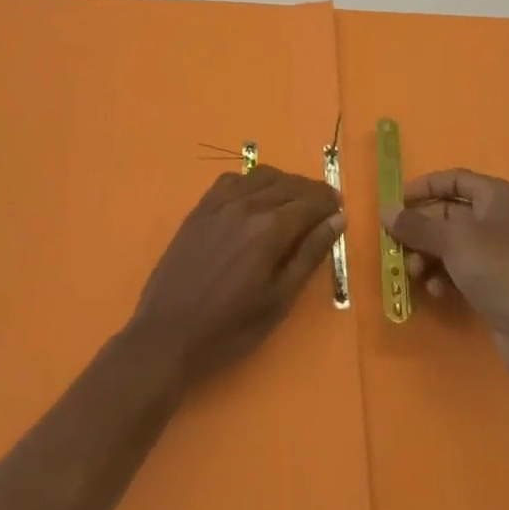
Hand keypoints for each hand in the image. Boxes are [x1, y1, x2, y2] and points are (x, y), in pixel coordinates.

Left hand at [129, 165, 344, 385]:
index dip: (328, 203)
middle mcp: (247, 205)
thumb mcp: (278, 301)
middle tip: (326, 204)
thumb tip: (337, 221)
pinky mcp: (200, 208)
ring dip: (285, 182)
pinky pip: (232, 180)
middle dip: (312, 191)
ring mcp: (220, 203)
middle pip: (288, 184)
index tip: (341, 209)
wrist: (167, 334)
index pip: (309, 203)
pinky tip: (256, 196)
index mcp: (269, 229)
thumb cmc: (229, 328)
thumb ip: (309, 256)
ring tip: (296, 199)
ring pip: (261, 175)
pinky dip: (252, 181)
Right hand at [389, 169, 508, 380]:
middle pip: (450, 213)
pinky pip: (461, 268)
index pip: (454, 179)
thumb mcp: (452, 240)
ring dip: (429, 256)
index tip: (396, 204)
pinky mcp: (497, 281)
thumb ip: (416, 224)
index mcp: (498, 196)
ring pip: (452, 244)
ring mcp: (500, 252)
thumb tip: (386, 211)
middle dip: (422, 230)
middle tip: (397, 245)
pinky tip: (436, 291)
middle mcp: (501, 218)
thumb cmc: (496, 267)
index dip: (423, 188)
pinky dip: (444, 275)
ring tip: (415, 273)